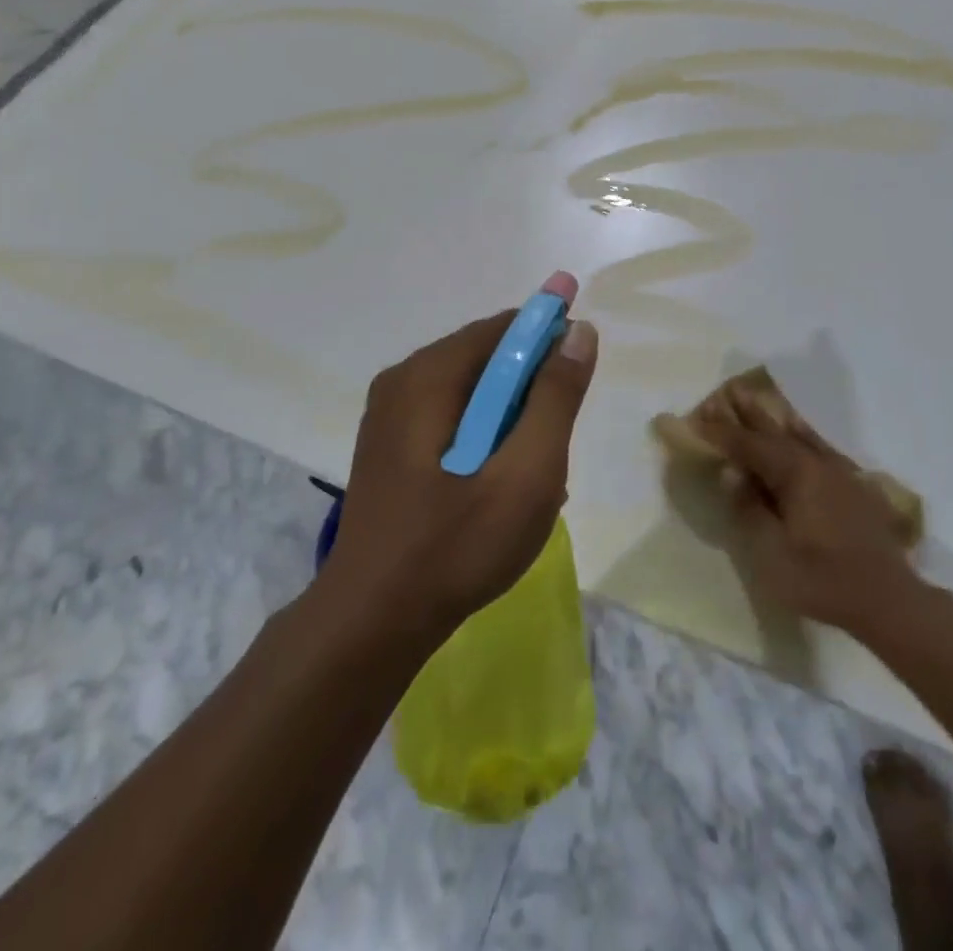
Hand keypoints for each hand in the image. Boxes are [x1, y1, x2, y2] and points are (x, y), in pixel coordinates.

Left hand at [320, 273, 598, 646]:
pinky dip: (486, 435)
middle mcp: (404, 380)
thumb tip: (578, 332)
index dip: (552, 339)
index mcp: (429, 375)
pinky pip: (453, 417)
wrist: (372, 623)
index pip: (505, 327)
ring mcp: (390, 414)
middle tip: (555, 445)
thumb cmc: (457, 546)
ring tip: (532, 473)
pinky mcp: (390, 445)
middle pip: (488, 357)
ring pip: (474, 390)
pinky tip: (499, 483)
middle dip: (532, 389)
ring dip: (513, 417)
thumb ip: (556, 397)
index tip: (580, 379)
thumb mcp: (526, 472)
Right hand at [697, 393, 920, 639]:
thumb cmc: (823, 580)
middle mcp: (816, 463)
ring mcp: (838, 472)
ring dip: (773, 418)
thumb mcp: (773, 554)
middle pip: (774, 432)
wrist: (888, 599)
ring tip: (755, 397)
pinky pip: (820, 446)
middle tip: (726, 390)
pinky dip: (803, 432)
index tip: (697, 418)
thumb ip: (750, 510)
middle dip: (747, 413)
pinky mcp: (853, 485)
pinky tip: (799, 429)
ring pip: (798, 435)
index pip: (750, 446)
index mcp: (795, 474)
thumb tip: (732, 474)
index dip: (722, 433)